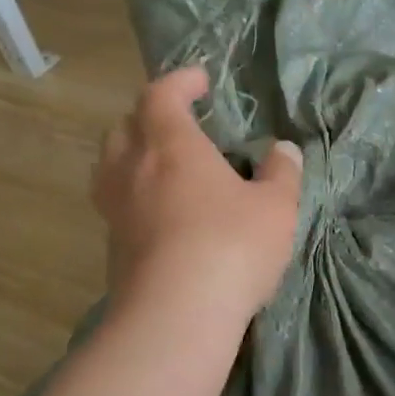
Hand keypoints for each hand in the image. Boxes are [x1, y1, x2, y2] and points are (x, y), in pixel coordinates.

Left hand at [94, 67, 303, 324]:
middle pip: (125, 126)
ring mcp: (115, 208)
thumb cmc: (231, 246)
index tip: (201, 79)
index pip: (161, 95)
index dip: (179, 81)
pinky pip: (115, 202)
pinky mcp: (111, 246)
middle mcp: (133, 168)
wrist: (175, 316)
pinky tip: (158, 213)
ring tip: (161, 165)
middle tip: (179, 123)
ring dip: (132, 154)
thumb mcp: (276, 207)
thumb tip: (284, 150)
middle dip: (150, 116)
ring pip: (110, 164)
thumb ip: (282, 173)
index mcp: (171, 145)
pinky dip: (133, 193)